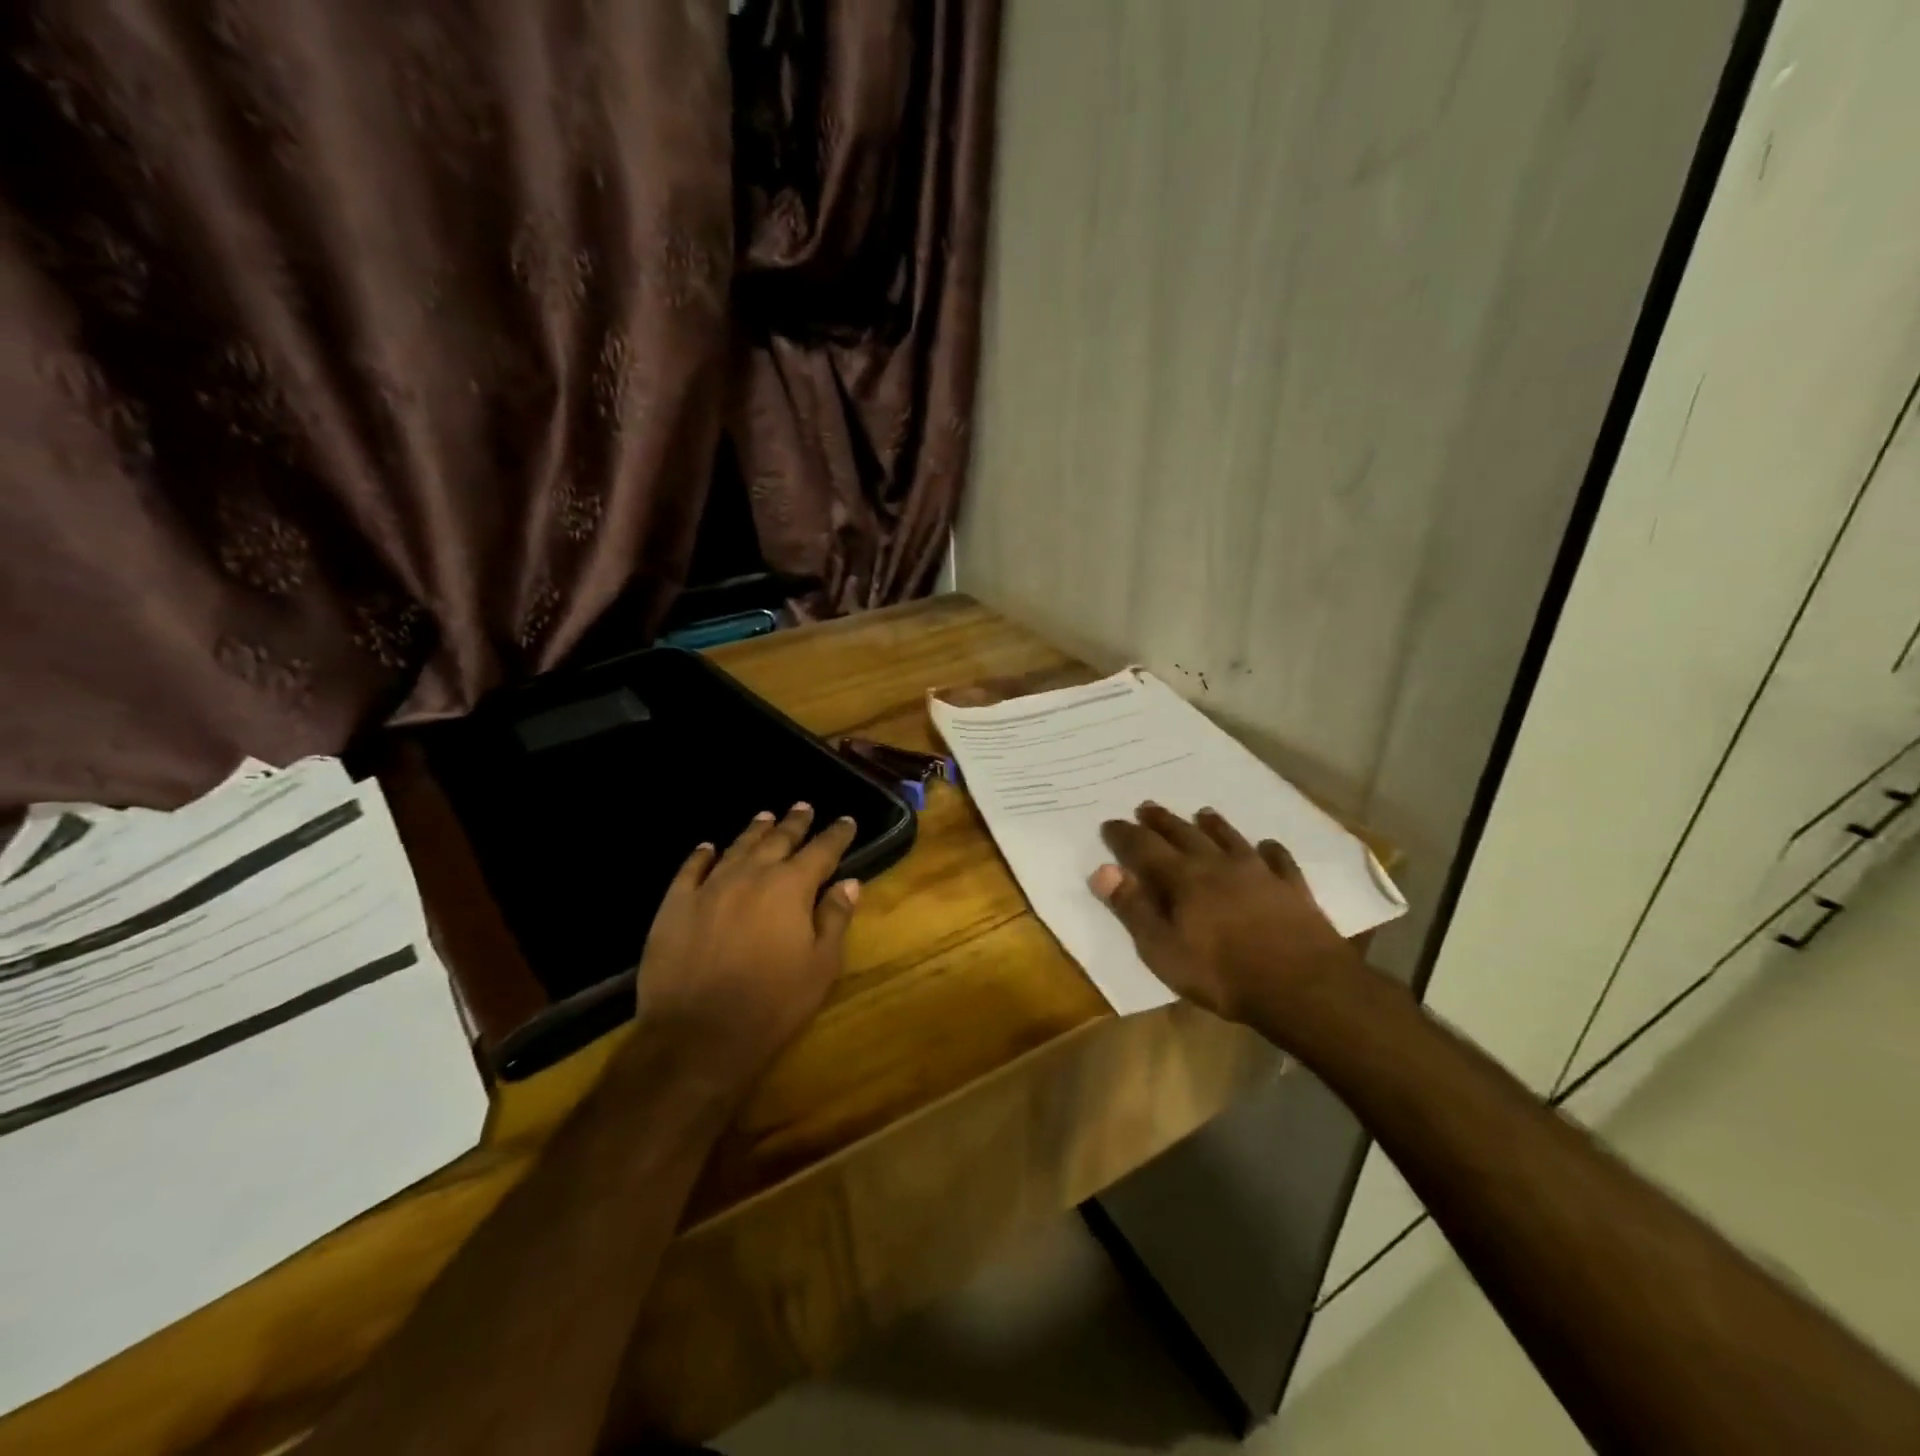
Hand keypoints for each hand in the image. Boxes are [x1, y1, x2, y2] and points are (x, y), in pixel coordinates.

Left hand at [633, 803, 861, 1089]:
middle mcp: (751, 875)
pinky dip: (702, 855)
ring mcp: (709, 887)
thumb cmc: (773, 1004)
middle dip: (794, 823)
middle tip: (804, 806)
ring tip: (765, 817)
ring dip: (755, 831)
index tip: (846, 821)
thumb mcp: (821, 966)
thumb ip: (835, 918)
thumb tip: (849, 882)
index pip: (821, 851)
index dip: (836, 835)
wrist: (698, 1035)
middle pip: (778, 840)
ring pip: (737, 848)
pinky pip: (690, 869)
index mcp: (791, 887)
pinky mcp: (675, 905)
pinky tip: (707, 847)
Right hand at [1089, 803, 1361, 1032]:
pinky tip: (1268, 846)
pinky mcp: (1292, 889)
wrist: (1303, 987)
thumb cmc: (1223, 974)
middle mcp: (1218, 865)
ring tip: (1203, 812)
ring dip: (1213, 825)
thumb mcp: (1163, 951)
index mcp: (1184, 879)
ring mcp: (1259, 874)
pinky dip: (1270, 850)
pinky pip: (1279, 860)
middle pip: (1185, 835)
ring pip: (1230, 839)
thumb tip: (1103, 870)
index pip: (1145, 848)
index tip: (1109, 823)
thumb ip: (1133, 909)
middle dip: (1162, 821)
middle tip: (1147, 806)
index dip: (1125, 835)